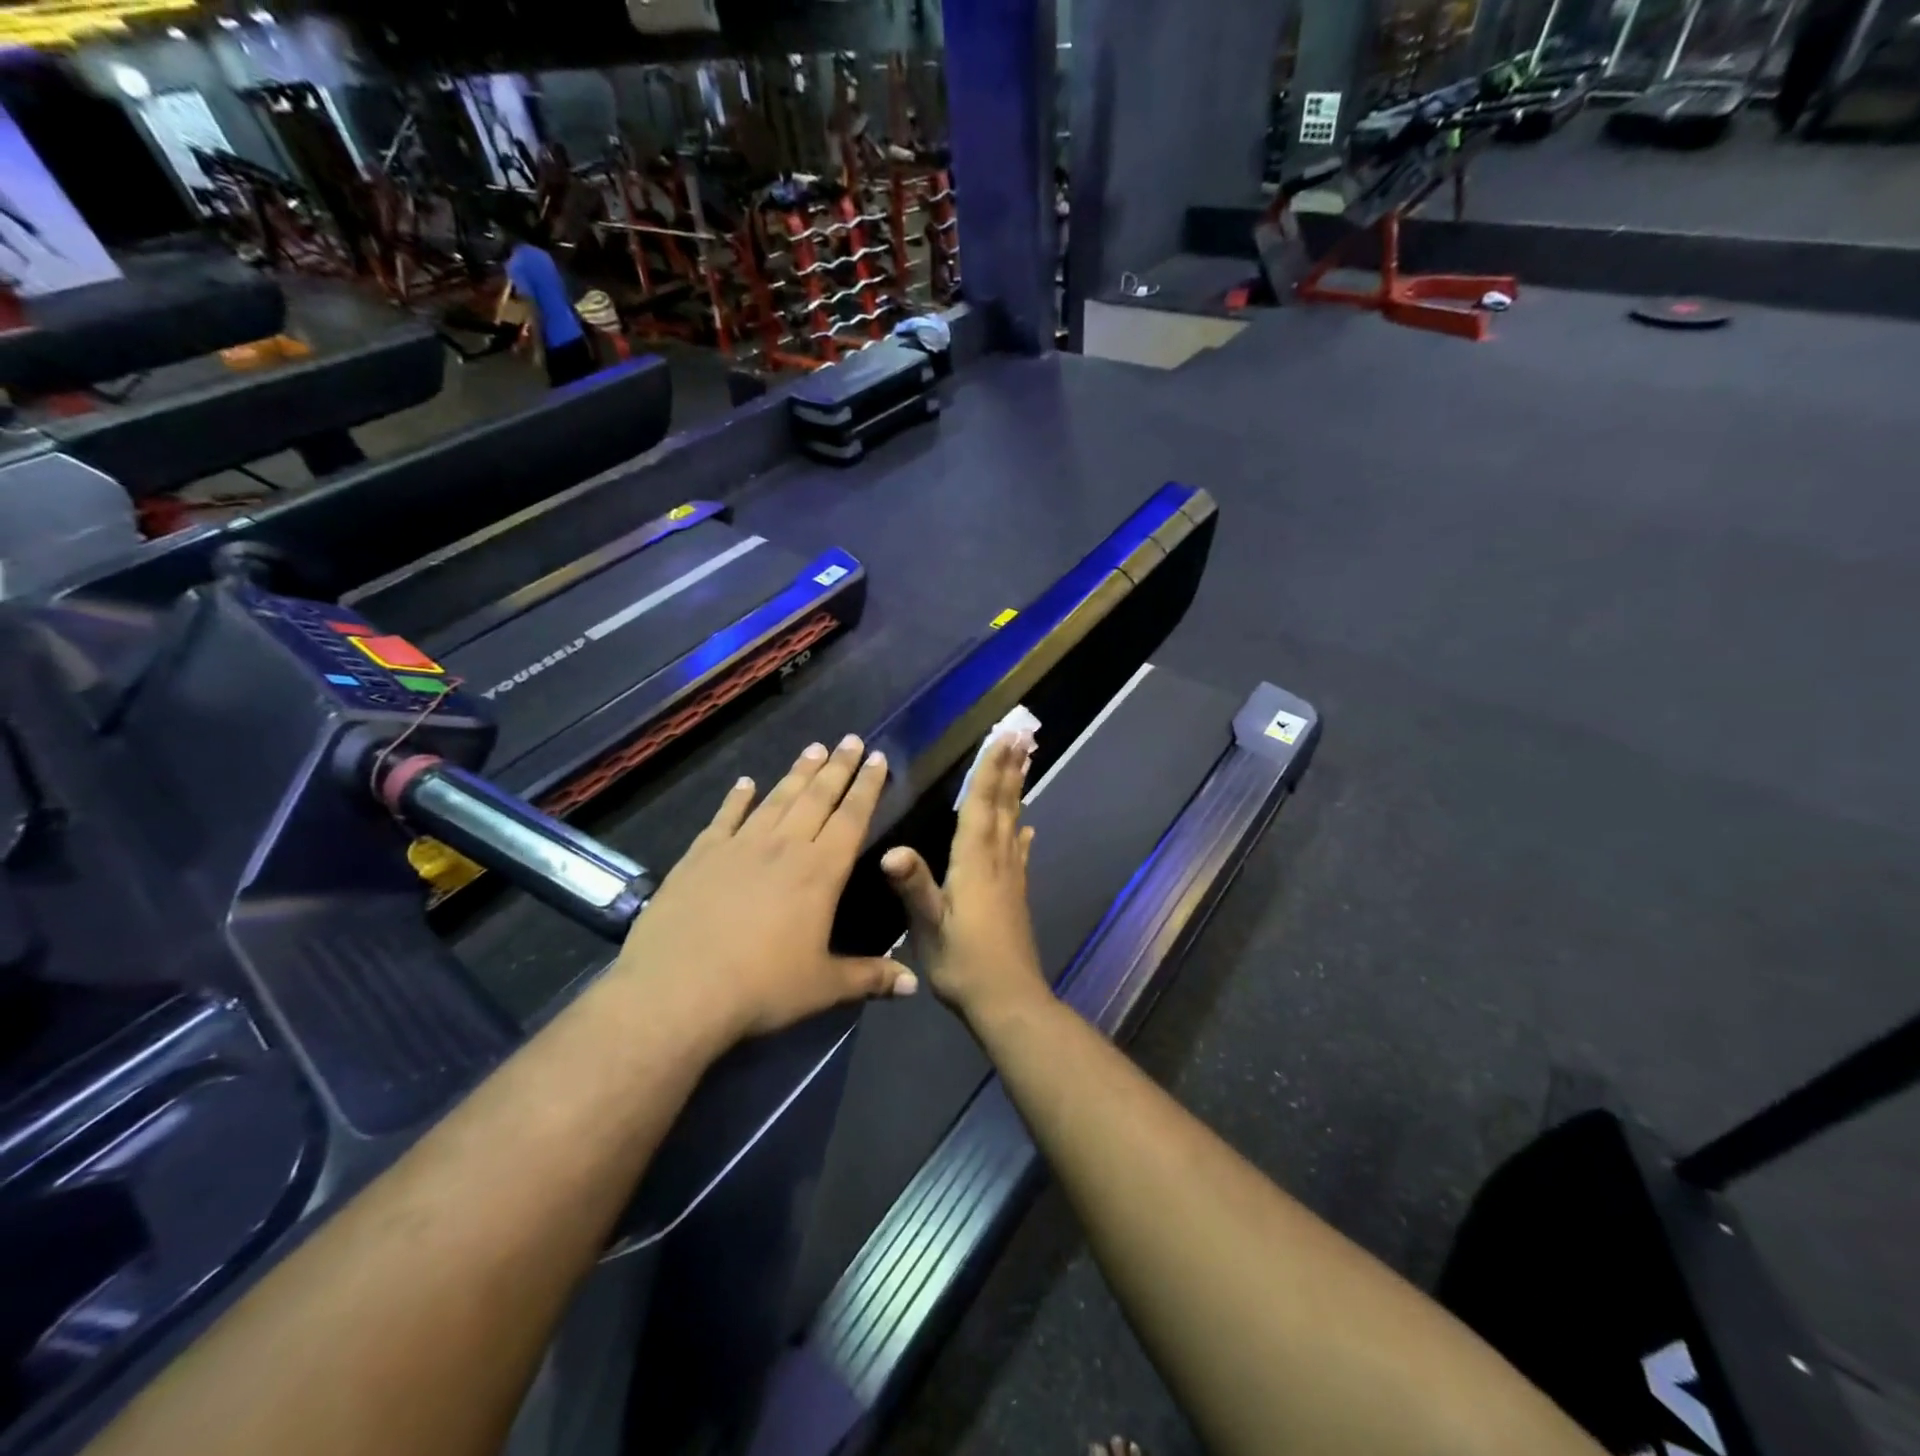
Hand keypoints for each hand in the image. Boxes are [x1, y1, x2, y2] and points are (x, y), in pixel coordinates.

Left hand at [610, 735, 917, 1048]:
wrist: (678, 991)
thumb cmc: (762, 989)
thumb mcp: (823, 987)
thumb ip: (870, 978)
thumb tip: (914, 984)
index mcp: (820, 872)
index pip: (852, 818)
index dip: (867, 786)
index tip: (878, 757)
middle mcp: (784, 848)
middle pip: (817, 797)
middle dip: (838, 767)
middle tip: (851, 739)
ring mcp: (739, 847)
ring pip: (776, 799)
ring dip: (797, 773)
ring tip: (813, 748)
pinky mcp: (700, 856)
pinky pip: (725, 817)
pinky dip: (737, 798)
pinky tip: (745, 782)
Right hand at [881, 733, 1046, 1027]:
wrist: (1008, 1001)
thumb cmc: (964, 964)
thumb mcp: (930, 928)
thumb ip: (913, 888)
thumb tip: (891, 850)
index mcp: (974, 862)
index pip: (981, 804)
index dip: (990, 769)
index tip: (1003, 737)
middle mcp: (997, 860)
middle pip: (1003, 805)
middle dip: (1009, 768)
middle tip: (1022, 735)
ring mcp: (1010, 877)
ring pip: (1013, 821)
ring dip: (1017, 789)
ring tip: (1025, 764)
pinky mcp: (1015, 894)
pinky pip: (1018, 850)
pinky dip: (1019, 830)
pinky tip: (1025, 826)